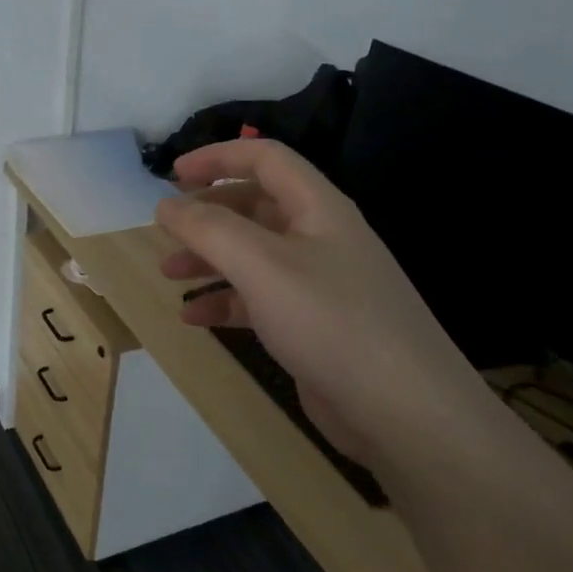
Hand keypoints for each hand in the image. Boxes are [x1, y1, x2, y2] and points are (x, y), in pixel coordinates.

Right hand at [156, 139, 485, 460]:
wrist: (406, 414)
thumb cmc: (331, 322)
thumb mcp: (261, 266)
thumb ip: (208, 228)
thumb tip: (166, 205)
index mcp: (317, 208)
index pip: (264, 158)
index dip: (217, 157)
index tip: (172, 174)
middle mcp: (320, 237)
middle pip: (255, 206)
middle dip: (206, 214)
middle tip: (166, 229)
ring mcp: (319, 283)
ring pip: (252, 254)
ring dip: (209, 258)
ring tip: (169, 274)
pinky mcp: (312, 325)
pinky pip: (259, 299)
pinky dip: (224, 301)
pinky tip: (194, 318)